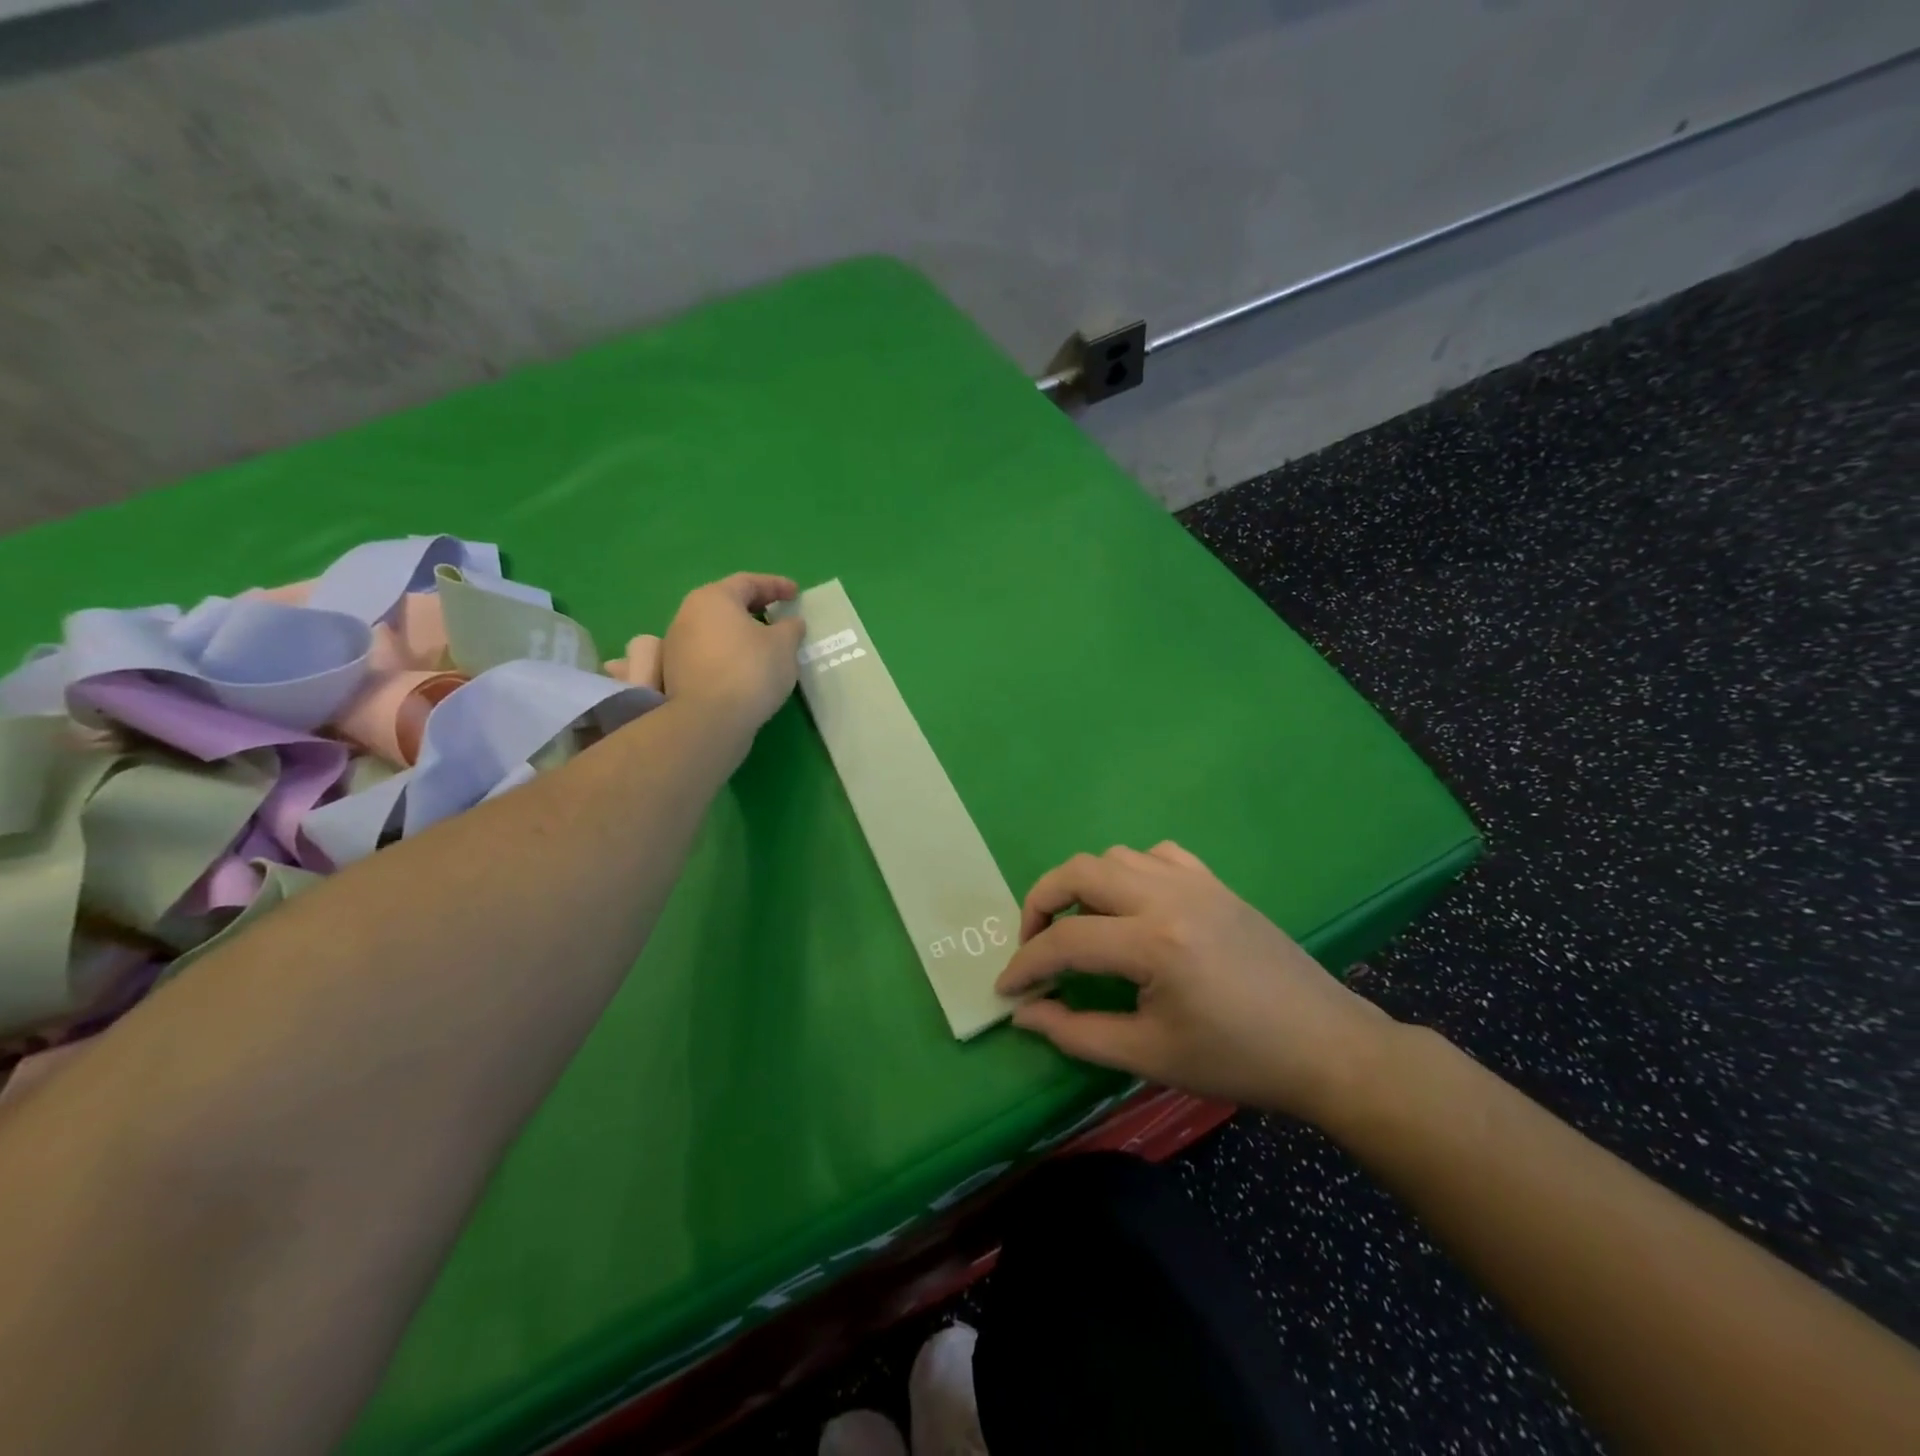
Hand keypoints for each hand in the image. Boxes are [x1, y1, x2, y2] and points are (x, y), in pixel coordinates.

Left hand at [660, 573, 803, 732]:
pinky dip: (730, 654)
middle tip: (779, 615)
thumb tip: (790, 623)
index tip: (797, 594)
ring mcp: (677, 646)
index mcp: (713, 598)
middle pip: (727, 604)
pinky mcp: (675, 674)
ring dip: (741, 633)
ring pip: (716, 630)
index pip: (748, 582)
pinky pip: (709, 654)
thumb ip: (790, 628)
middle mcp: (688, 615)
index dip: (776, 585)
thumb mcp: (784, 645)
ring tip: (766, 646)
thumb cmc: (750, 670)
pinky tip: (747, 669)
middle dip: (755, 608)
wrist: (709, 720)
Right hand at [995, 842, 1398, 1120]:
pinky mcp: (1215, 882)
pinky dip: (1129, 873)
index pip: (1065, 941)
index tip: (1007, 988)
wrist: (1325, 1047)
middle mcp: (1168, 896)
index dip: (1026, 964)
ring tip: (1081, 927)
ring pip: (1114, 856)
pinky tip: (1134, 907)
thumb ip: (1076, 1032)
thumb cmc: (1237, 1060)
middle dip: (1040, 903)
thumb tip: (1024, 1013)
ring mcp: (1195, 881)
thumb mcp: (1149, 1057)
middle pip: (1078, 871)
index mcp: (1153, 943)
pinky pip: (1156, 856)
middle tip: (1033, 944)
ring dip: (1083, 885)